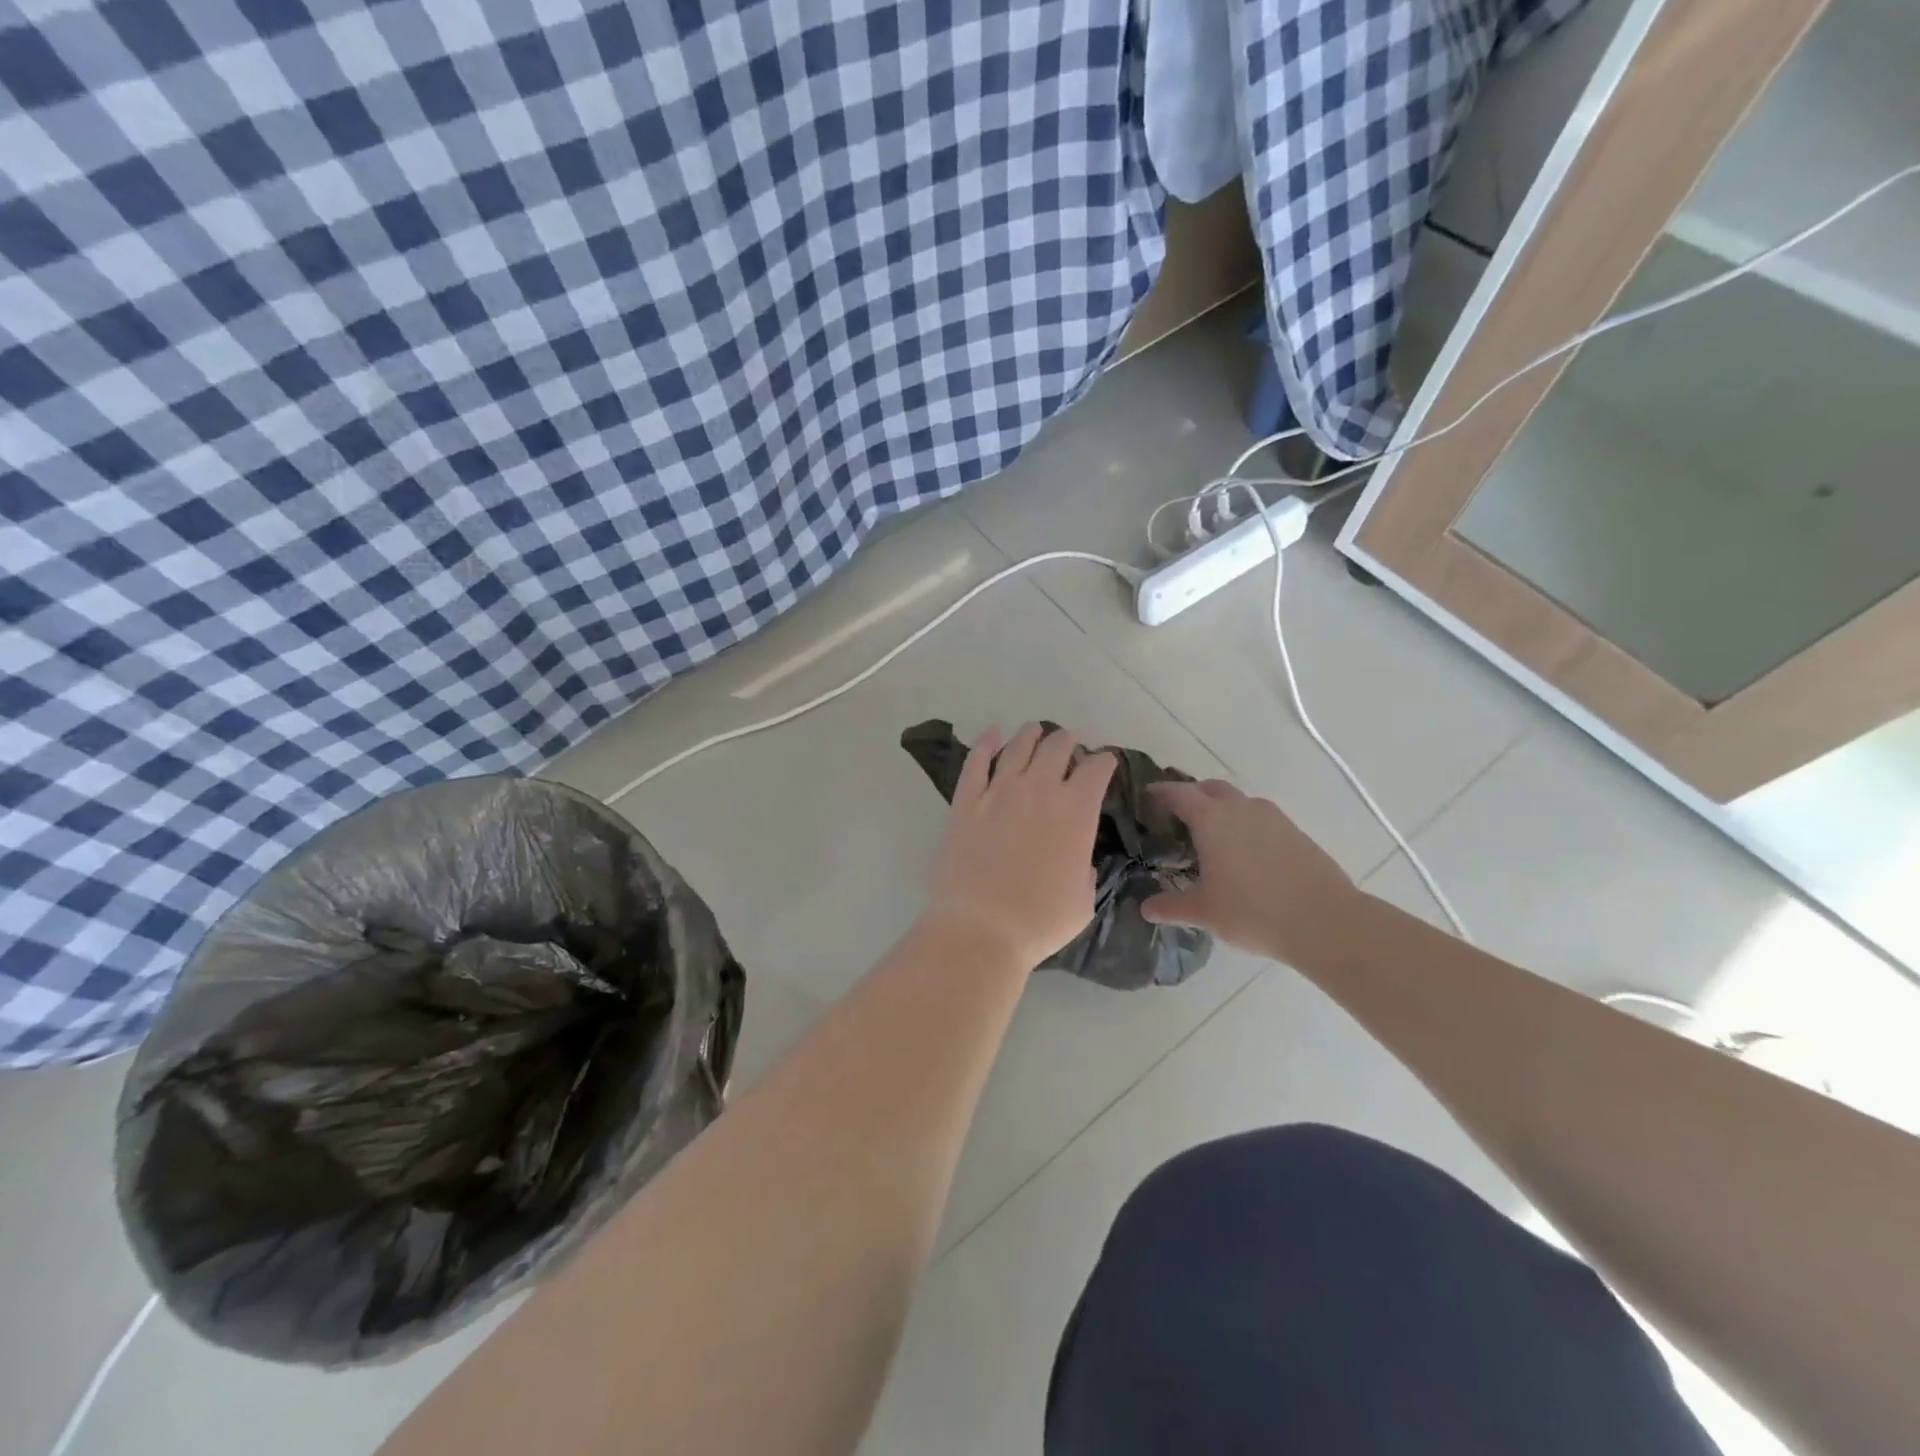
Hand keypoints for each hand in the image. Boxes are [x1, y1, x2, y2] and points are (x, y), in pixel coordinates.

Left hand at [923, 723, 1116, 969]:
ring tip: (1036, 731)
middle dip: (1069, 742)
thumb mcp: (1084, 899)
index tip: (1104, 763)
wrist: (980, 928)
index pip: (1097, 769)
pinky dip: (986, 742)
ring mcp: (998, 791)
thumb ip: (1085, 868)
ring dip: (1032, 735)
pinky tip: (993, 733)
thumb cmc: (1040, 922)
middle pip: (1057, 746)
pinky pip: (976, 761)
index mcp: (1076, 811)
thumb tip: (1078, 857)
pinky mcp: (965, 801)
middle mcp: (1039, 789)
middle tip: (1070, 745)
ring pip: (1018, 746)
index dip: (1104, 761)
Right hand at [1141, 779, 1366, 968]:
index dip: (1160, 792)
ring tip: (1212, 835)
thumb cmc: (1253, 911)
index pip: (1178, 794)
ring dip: (1222, 809)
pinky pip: (1261, 818)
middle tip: (1178, 815)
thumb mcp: (1204, 912)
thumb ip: (1171, 907)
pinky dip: (1246, 825)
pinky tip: (1246, 853)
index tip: (1148, 796)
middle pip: (1211, 788)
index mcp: (1211, 819)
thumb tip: (1145, 909)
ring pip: (1239, 801)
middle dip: (1192, 795)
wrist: (1325, 921)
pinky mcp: (1296, 832)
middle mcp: (1241, 808)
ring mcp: (1273, 818)